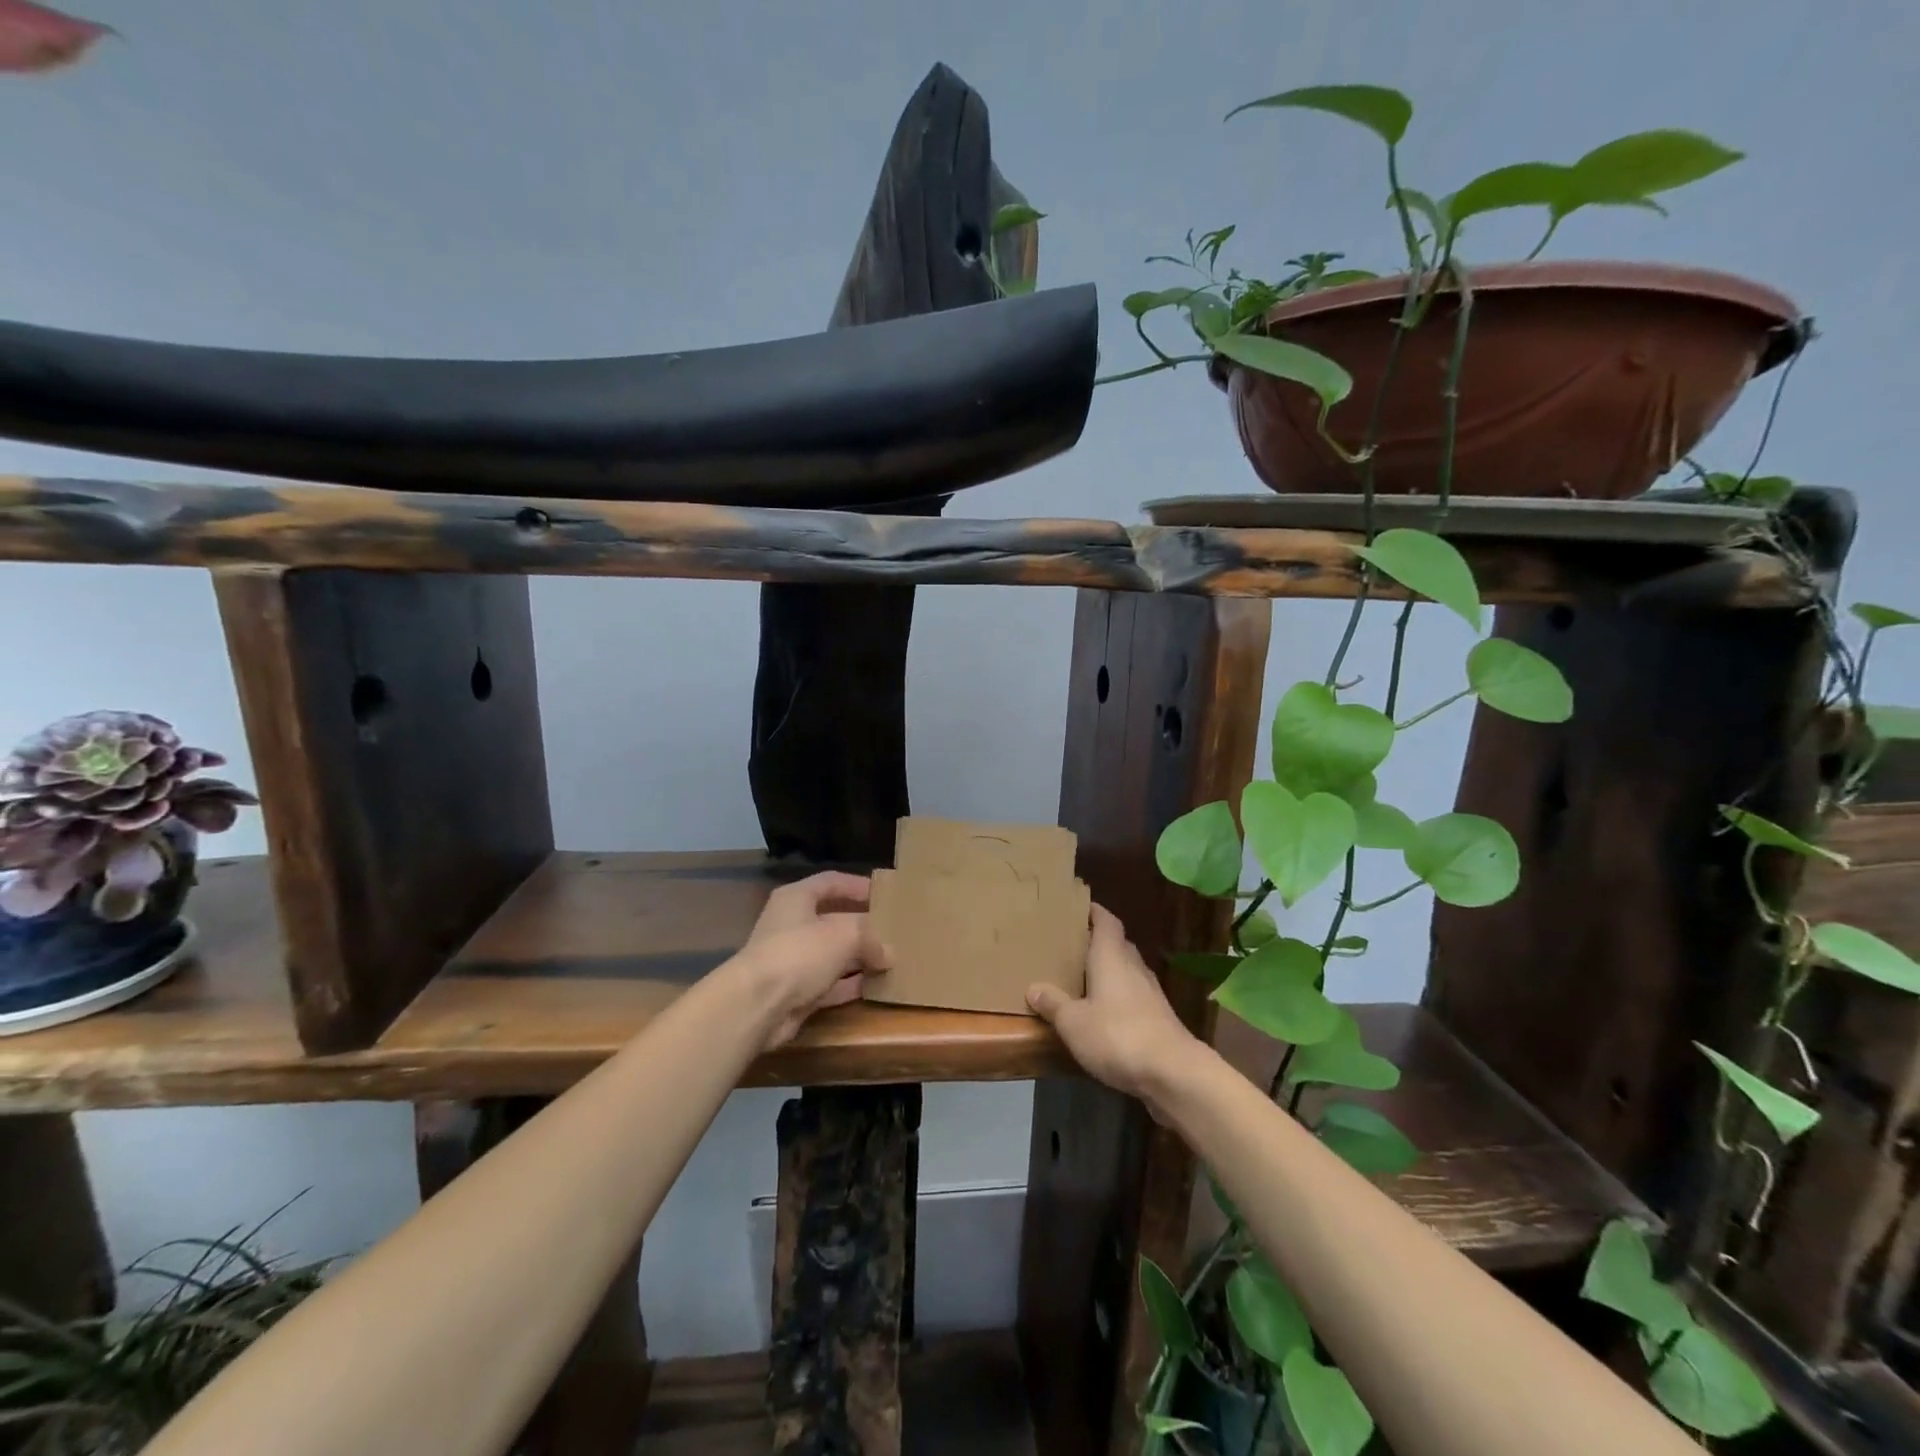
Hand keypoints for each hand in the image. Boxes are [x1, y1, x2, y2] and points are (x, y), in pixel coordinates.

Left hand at [735, 871, 887, 1050]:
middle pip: (834, 919)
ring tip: (893, 959)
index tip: (885, 894)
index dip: (857, 885)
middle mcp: (792, 925)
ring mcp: (793, 960)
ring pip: (834, 954)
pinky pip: (831, 984)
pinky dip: (851, 984)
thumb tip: (889, 953)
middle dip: (864, 926)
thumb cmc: (799, 953)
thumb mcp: (844, 934)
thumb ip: (871, 938)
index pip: (831, 882)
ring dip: (860, 958)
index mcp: (796, 898)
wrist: (758, 1006)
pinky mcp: (796, 992)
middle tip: (895, 930)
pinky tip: (877, 986)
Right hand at [1027, 904, 1198, 1104]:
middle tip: (1072, 945)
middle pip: (1117, 944)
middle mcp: (1134, 967)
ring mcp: (1150, 993)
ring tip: (1083, 978)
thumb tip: (1033, 988)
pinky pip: (1134, 995)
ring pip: (1127, 970)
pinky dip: (1118, 996)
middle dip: (1097, 942)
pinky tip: (1104, 1012)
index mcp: (1112, 957)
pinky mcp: (1159, 1018)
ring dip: (1109, 971)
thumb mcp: (1074, 1022)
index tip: (1077, 906)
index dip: (1094, 912)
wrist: (1173, 1072)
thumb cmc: (1117, 1035)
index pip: (1106, 921)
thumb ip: (1053, 1004)